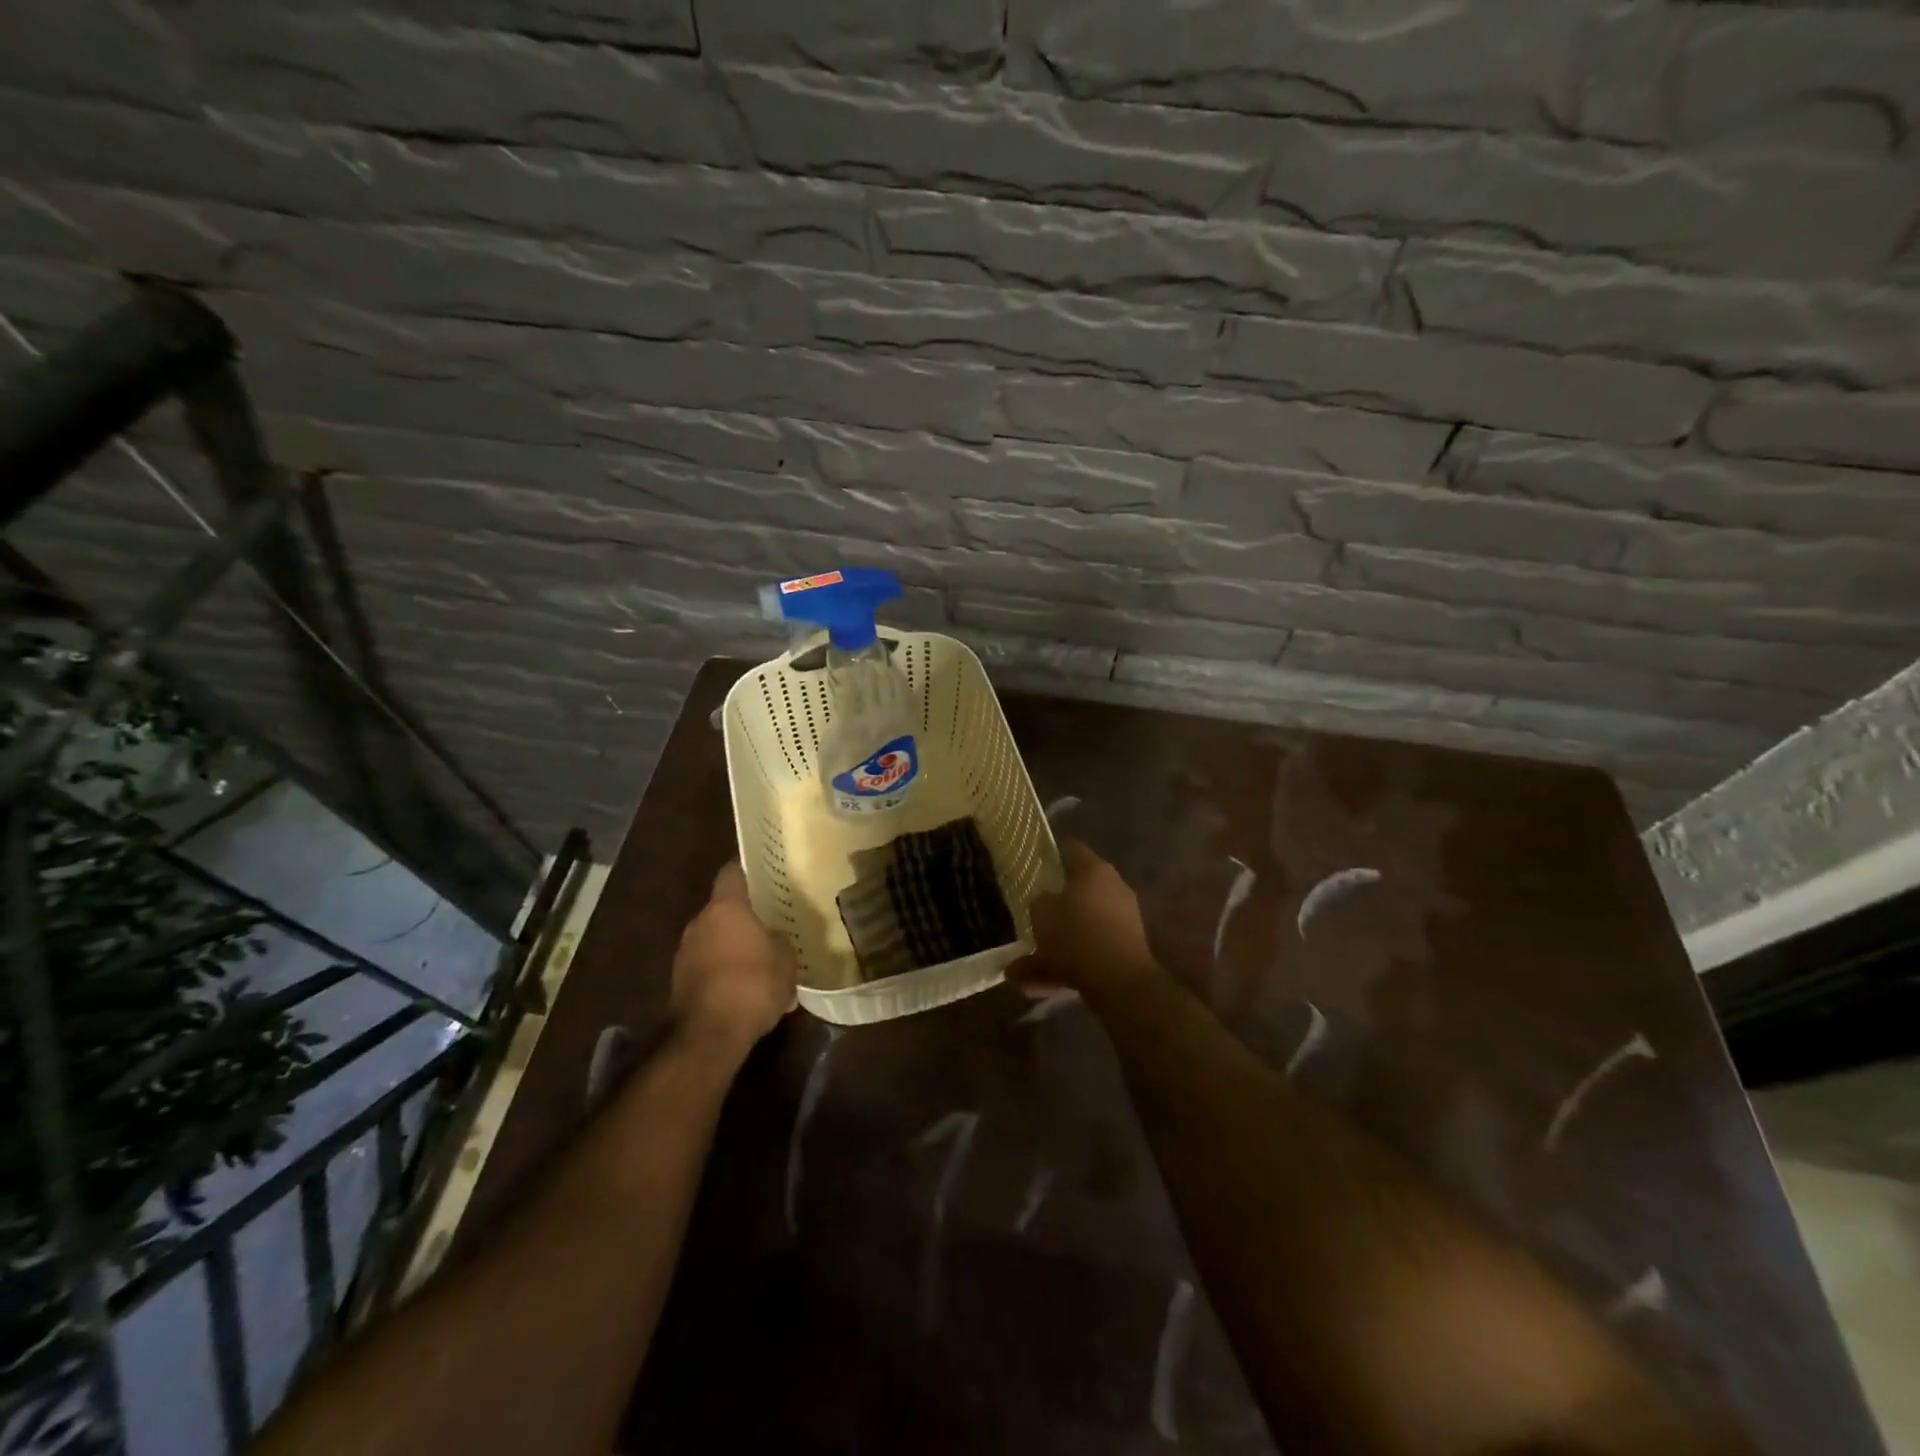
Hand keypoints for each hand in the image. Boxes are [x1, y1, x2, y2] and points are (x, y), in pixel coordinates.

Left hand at [670, 862, 796, 1051]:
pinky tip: (745, 987)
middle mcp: (700, 923)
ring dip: (733, 945)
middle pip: (723, 908)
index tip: (764, 873)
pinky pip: (708, 964)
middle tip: (770, 923)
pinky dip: (723, 969)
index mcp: (726, 908)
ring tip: (761, 959)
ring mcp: (685, 952)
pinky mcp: (680, 981)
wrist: (708, 1036)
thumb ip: (781, 941)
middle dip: (744, 915)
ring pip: (715, 938)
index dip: (748, 870)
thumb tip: (775, 938)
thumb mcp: (786, 960)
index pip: (732, 872)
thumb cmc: (752, 985)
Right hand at [1008, 841, 1158, 999]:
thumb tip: (1044, 902)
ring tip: (1023, 972)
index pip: (1072, 850)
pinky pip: (1090, 952)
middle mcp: (1114, 889)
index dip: (1053, 854)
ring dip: (1056, 946)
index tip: (1037, 863)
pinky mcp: (1127, 950)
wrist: (1119, 981)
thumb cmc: (1076, 935)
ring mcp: (1124, 920)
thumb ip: (1039, 903)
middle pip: (1078, 893)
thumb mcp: (1041, 914)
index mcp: (1095, 870)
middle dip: (1053, 911)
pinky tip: (1040, 985)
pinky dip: (1068, 965)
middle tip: (1032, 920)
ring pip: (1081, 929)